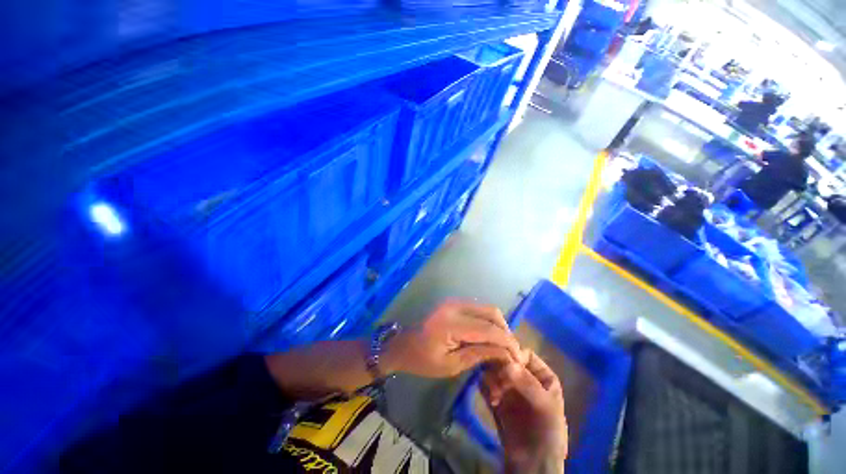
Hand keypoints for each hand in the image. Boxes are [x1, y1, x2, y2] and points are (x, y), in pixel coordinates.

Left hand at [382, 300, 520, 378]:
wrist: (402, 344)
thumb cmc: (422, 360)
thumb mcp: (451, 365)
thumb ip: (479, 355)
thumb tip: (505, 353)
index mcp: (451, 323)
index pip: (488, 329)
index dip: (507, 342)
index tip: (519, 356)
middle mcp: (454, 306)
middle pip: (491, 312)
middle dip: (505, 331)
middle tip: (510, 351)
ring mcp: (453, 301)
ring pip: (486, 308)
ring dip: (497, 325)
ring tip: (500, 345)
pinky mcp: (453, 302)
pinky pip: (477, 308)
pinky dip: (487, 320)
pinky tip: (488, 336)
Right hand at [481, 351, 566, 472]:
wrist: (533, 464)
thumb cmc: (547, 432)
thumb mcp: (545, 407)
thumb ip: (528, 383)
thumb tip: (508, 363)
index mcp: (542, 375)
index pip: (524, 354)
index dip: (514, 356)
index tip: (505, 366)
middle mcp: (524, 376)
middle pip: (506, 360)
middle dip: (500, 369)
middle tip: (498, 384)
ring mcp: (509, 387)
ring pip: (495, 370)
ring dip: (492, 380)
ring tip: (496, 397)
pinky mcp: (497, 397)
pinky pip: (486, 384)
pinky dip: (486, 388)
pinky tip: (492, 401)